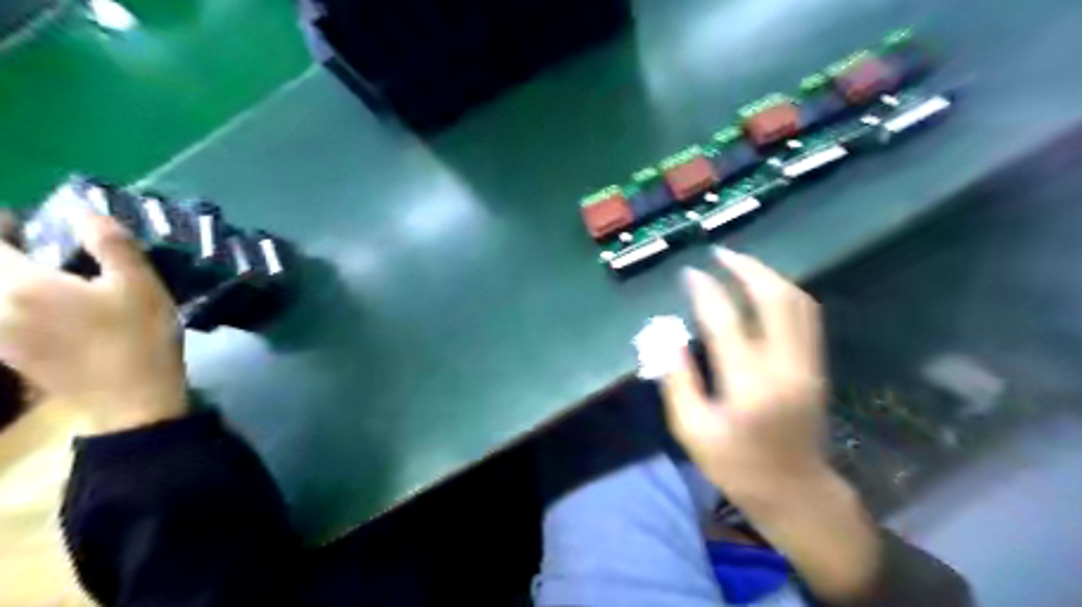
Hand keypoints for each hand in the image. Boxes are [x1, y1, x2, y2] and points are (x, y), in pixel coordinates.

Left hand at [0, 211, 183, 432]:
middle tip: (31, 248)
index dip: (0, 225)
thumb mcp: (142, 286)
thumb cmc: (141, 338)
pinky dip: (11, 305)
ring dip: (8, 280)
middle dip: (6, 255)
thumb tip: (84, 212)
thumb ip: (111, 244)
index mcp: (24, 284)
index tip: (22, 221)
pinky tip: (39, 308)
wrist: (130, 399)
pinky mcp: (5, 353)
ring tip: (38, 278)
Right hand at [660, 247, 829, 507]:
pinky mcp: (816, 366)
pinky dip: (784, 293)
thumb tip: (664, 336)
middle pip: (774, 299)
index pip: (726, 321)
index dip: (706, 291)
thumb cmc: (735, 465)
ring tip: (739, 264)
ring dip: (768, 276)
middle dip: (746, 269)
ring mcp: (807, 364)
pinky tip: (763, 289)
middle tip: (720, 254)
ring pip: (797, 302)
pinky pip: (806, 316)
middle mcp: (785, 367)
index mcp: (749, 386)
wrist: (795, 491)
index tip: (689, 274)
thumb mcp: (692, 429)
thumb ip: (677, 379)